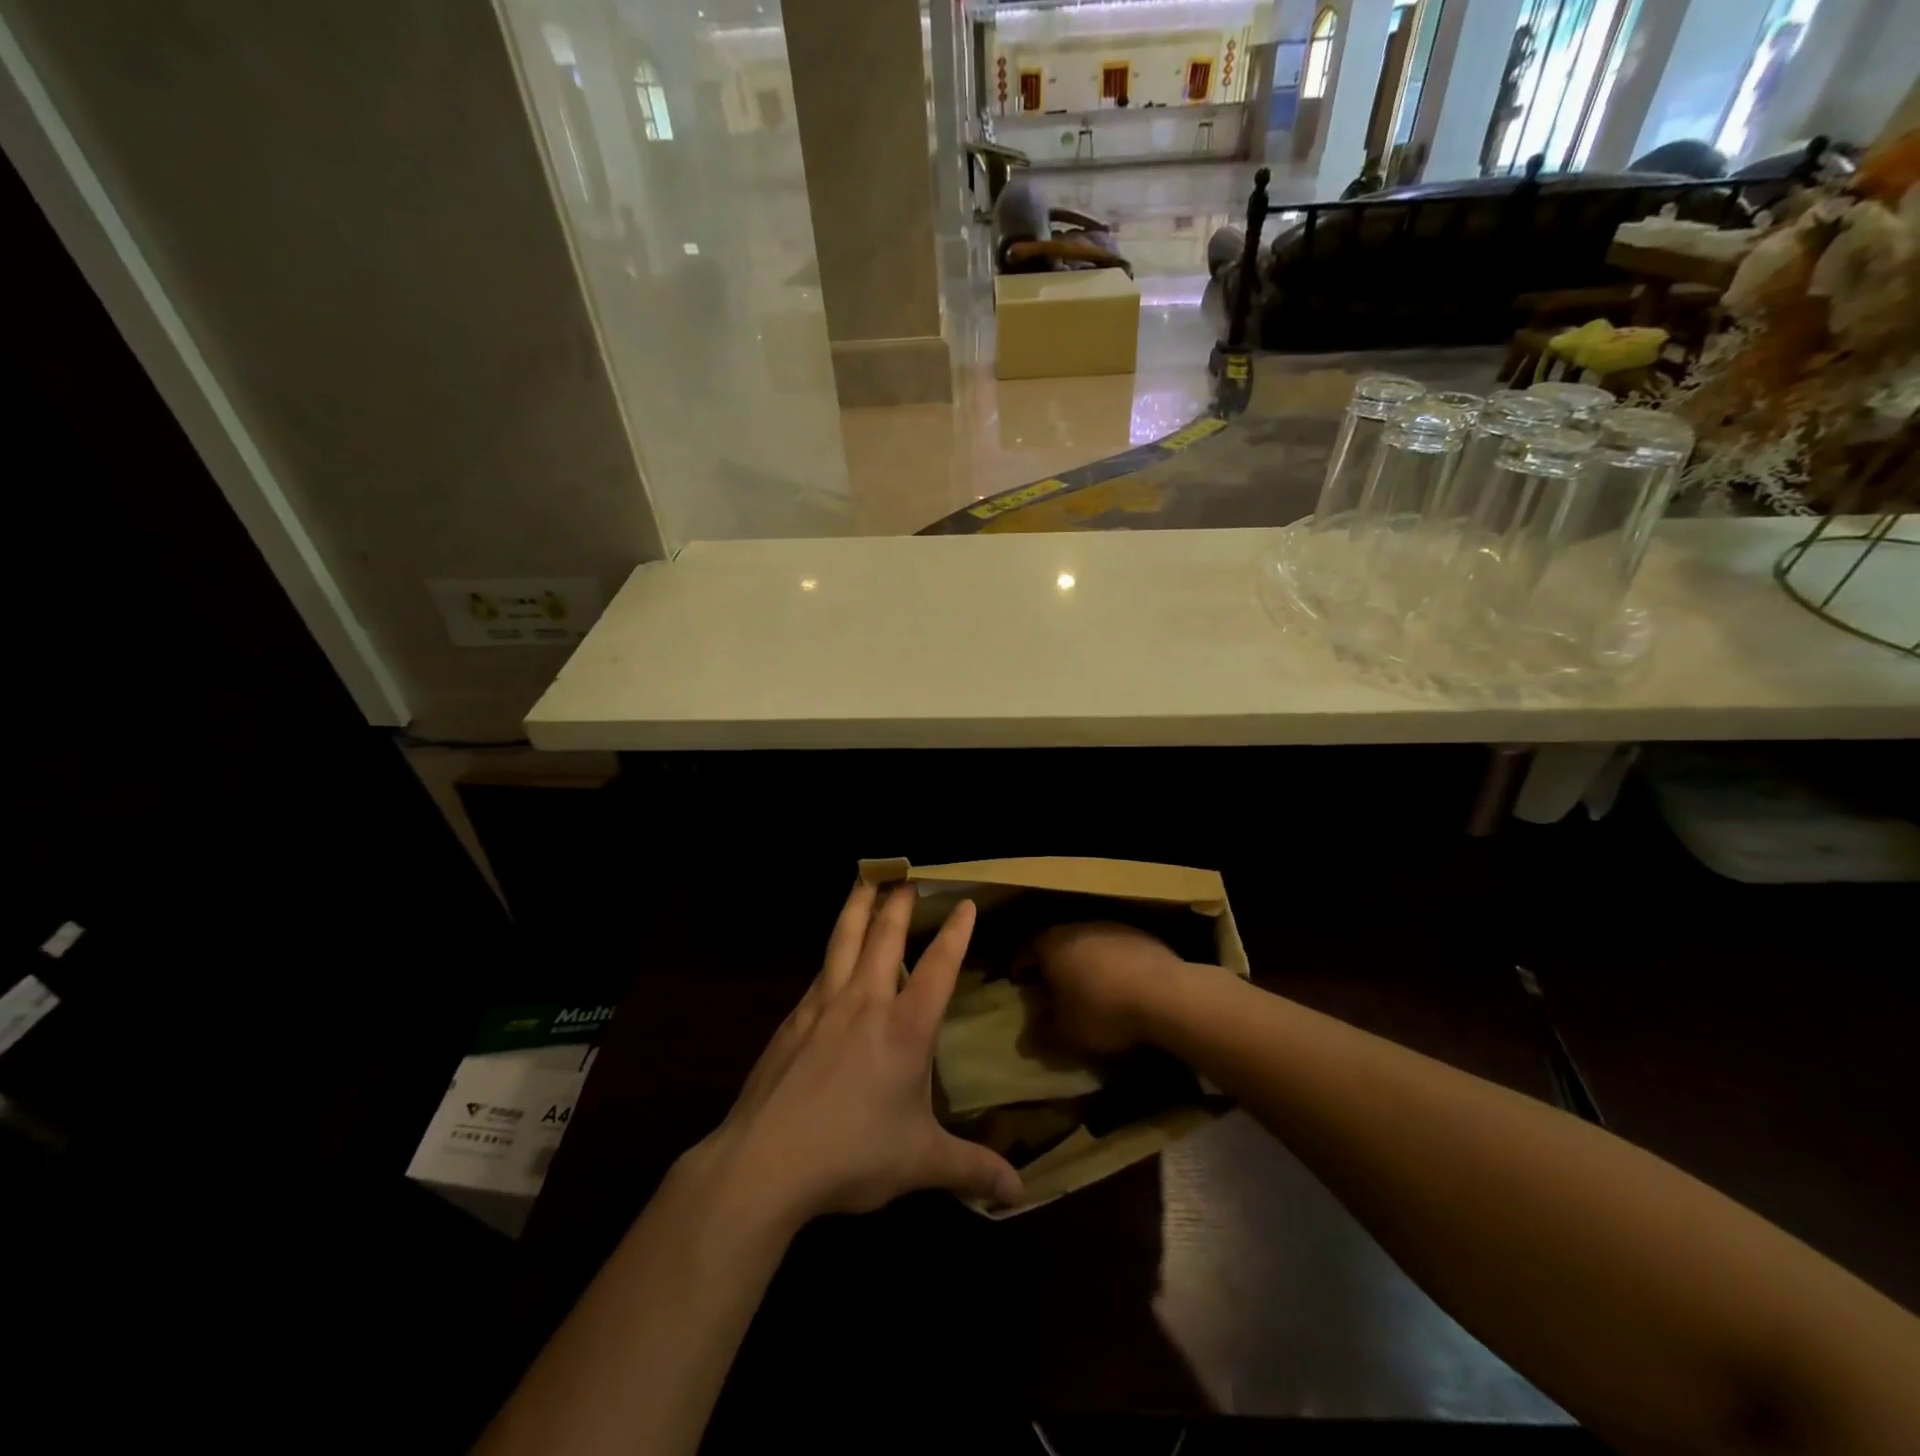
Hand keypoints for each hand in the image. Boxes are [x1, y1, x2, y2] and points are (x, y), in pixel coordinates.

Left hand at [694, 883, 1022, 1224]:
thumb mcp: (920, 1163)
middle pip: (884, 936)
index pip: (938, 966)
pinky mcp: (793, 1019)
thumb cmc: (852, 1154)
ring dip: (858, 906)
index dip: (955, 932)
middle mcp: (866, 1002)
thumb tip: (1020, 1192)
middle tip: (906, 874)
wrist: (766, 1161)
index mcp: (906, 1028)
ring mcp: (824, 1005)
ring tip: (865, 880)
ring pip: (844, 939)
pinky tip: (831, 955)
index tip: (965, 901)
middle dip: (899, 902)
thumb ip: (971, 1169)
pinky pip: (820, 971)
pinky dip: (832, 950)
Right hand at [1031, 921, 1186, 1055]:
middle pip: (1055, 944)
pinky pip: (1114, 949)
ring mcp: (1110, 927)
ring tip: (1087, 989)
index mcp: (1050, 945)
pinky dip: (1111, 965)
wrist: (1165, 994)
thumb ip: (1042, 1036)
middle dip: (1051, 965)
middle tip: (1050, 988)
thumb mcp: (1067, 1034)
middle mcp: (1076, 928)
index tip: (1017, 983)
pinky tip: (1120, 986)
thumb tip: (1024, 1042)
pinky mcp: (1139, 935)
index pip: (1024, 952)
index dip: (1018, 969)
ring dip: (1083, 964)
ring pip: (1086, 944)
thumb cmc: (1104, 1011)